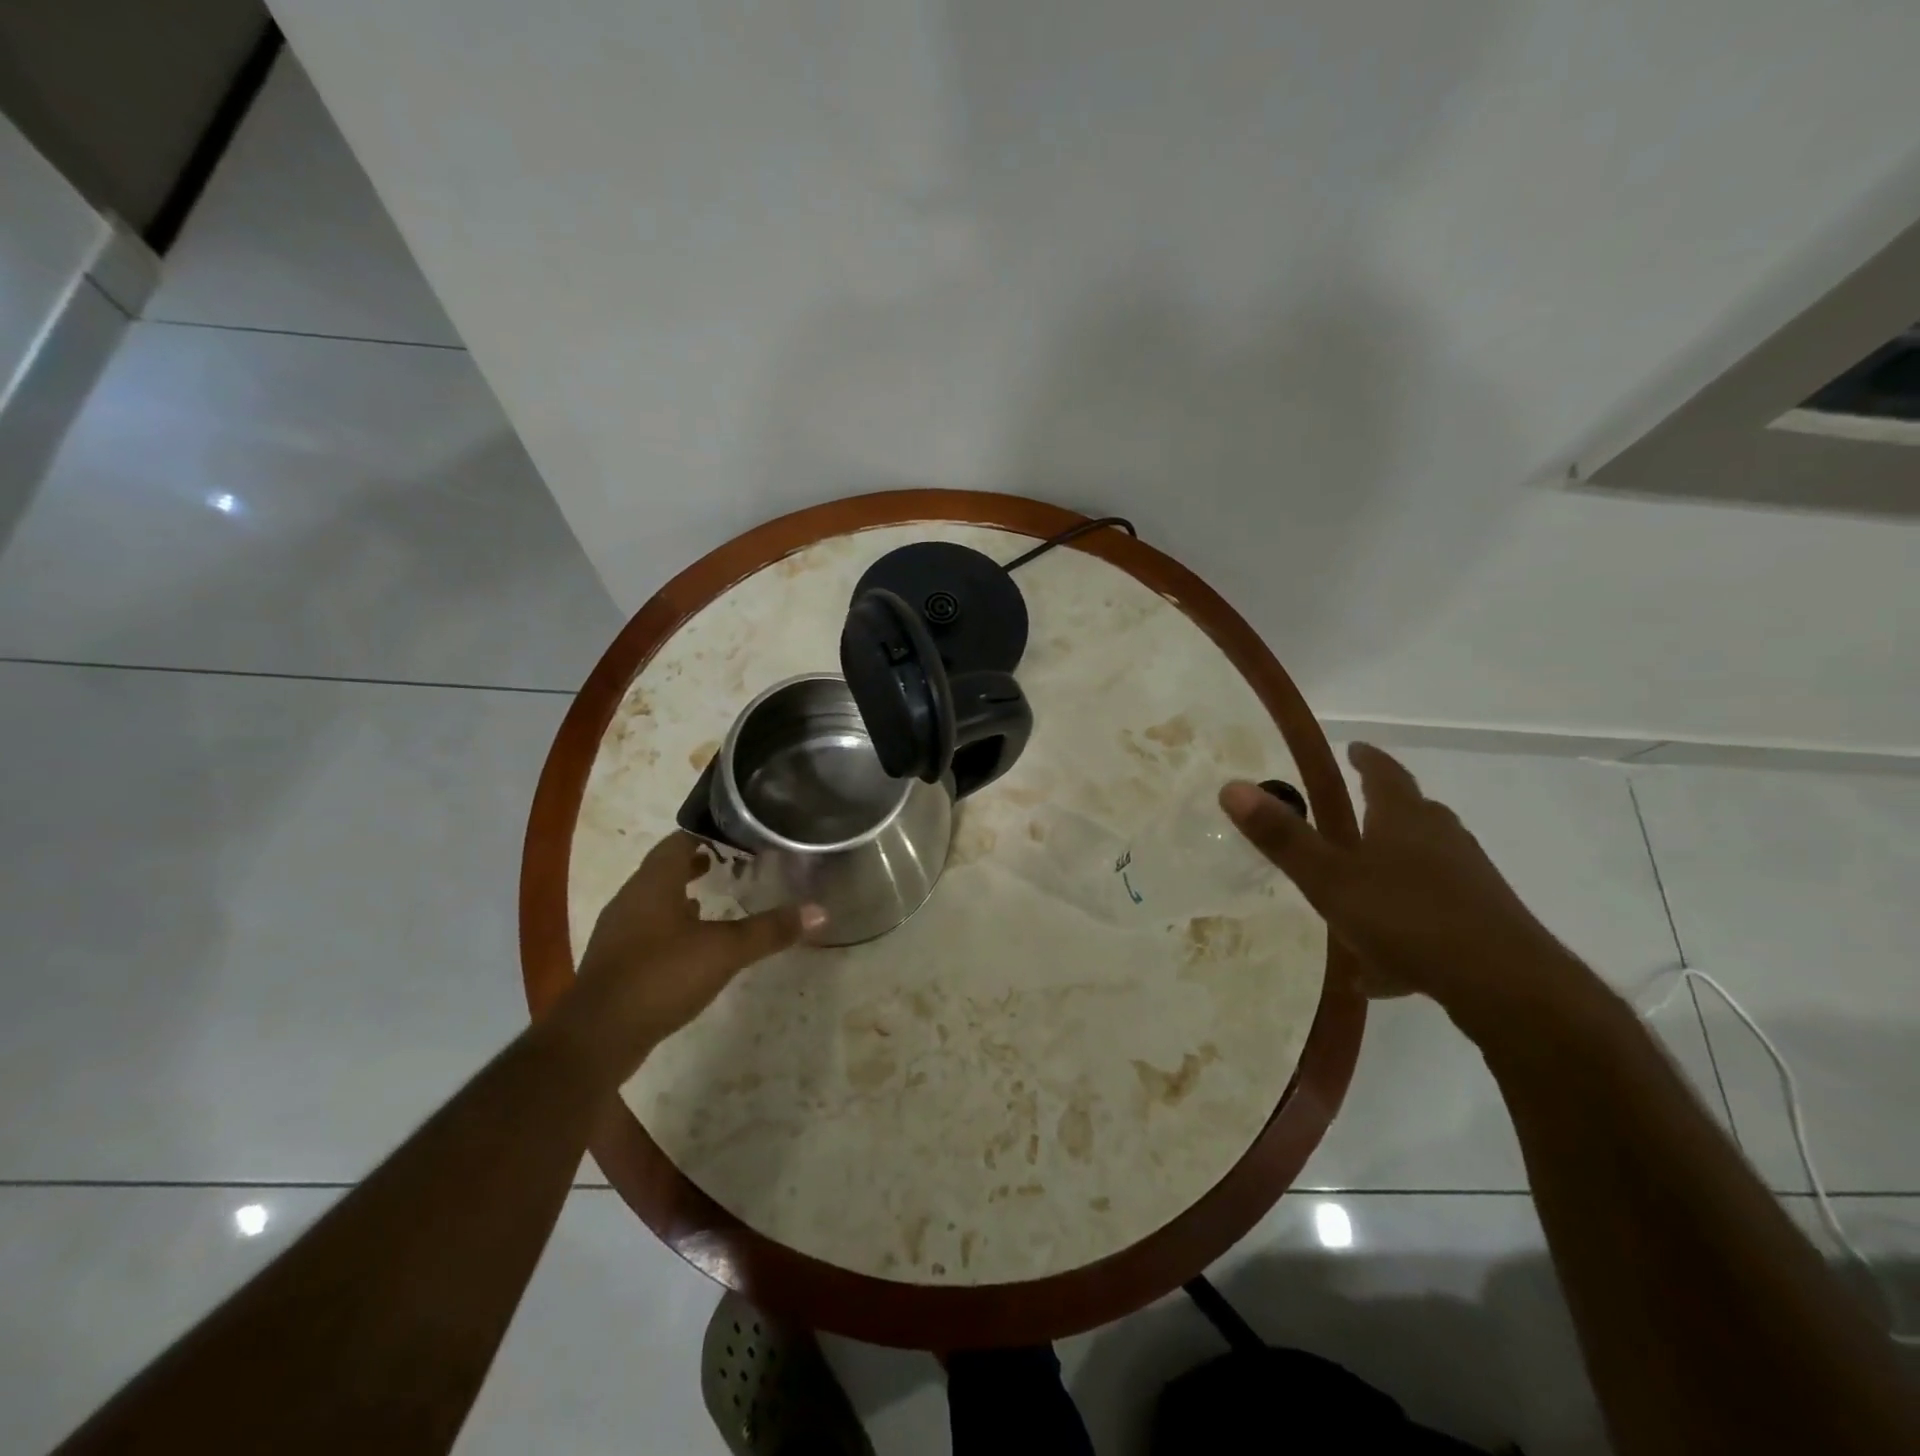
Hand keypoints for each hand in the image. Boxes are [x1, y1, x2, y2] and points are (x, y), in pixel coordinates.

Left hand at [559, 832, 824, 1075]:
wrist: (597, 1037)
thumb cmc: (661, 976)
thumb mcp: (725, 951)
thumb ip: (769, 930)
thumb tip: (820, 911)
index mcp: (653, 883)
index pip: (679, 840)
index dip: (708, 834)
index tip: (739, 837)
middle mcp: (631, 898)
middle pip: (665, 868)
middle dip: (697, 863)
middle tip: (734, 865)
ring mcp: (619, 931)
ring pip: (654, 899)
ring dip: (682, 895)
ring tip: (716, 898)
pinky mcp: (616, 961)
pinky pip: (647, 928)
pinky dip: (671, 925)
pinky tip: (692, 943)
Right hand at [1221, 744, 1595, 1029]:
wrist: (1506, 986)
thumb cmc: (1407, 918)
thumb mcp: (1329, 879)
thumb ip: (1282, 836)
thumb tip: (1231, 786)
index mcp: (1405, 820)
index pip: (1385, 774)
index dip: (1367, 760)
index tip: (1355, 748)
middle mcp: (1443, 840)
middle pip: (1414, 815)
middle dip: (1385, 811)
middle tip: (1357, 813)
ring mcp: (1470, 882)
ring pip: (1427, 864)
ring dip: (1396, 869)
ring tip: (1362, 893)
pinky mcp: (1485, 923)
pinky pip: (1435, 914)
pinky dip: (1407, 926)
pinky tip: (1384, 971)